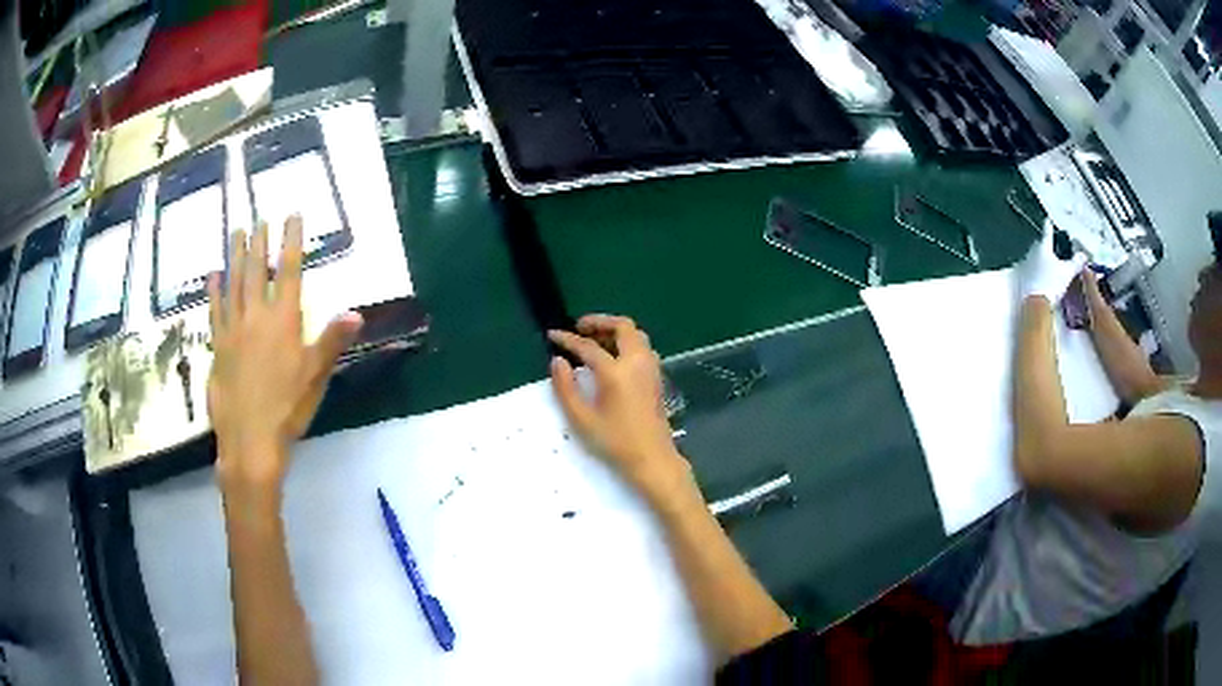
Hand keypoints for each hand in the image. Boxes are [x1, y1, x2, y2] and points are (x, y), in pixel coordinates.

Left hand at [208, 217, 362, 490]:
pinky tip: (213, 275)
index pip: (289, 272)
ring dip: (235, 256)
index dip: (291, 242)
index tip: (291, 216)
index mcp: (283, 322)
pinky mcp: (218, 346)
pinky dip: (214, 291)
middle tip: (260, 218)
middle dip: (260, 242)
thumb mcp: (316, 377)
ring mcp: (233, 329)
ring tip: (236, 231)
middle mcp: (256, 317)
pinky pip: (215, 310)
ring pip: (233, 283)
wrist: (249, 440)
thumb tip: (356, 313)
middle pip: (257, 271)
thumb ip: (332, 341)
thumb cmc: (287, 409)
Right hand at [548, 315, 689, 497]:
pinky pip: (642, 347)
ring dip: (615, 331)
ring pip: (636, 335)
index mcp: (616, 372)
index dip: (567, 339)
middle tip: (579, 328)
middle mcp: (637, 362)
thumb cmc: (615, 442)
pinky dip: (626, 342)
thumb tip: (557, 361)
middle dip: (599, 322)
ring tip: (595, 340)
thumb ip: (566, 387)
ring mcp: (651, 368)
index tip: (553, 335)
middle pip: (622, 326)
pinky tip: (612, 357)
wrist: (653, 459)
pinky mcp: (657, 377)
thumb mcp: (582, 419)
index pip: (587, 346)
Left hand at [1015, 227, 1086, 303]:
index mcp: (1043, 248)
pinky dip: (1035, 270)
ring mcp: (1025, 265)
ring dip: (1039, 259)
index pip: (1047, 233)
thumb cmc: (1052, 284)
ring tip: (1046, 264)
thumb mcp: (1067, 273)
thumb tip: (1083, 255)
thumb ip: (1075, 263)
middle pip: (1039, 245)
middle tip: (1051, 248)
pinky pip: (1029, 269)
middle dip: (1044, 245)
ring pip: (1033, 257)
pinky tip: (1039, 276)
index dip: (1048, 227)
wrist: (1035, 304)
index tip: (1047, 221)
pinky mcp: (1021, 277)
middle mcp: (1032, 253)